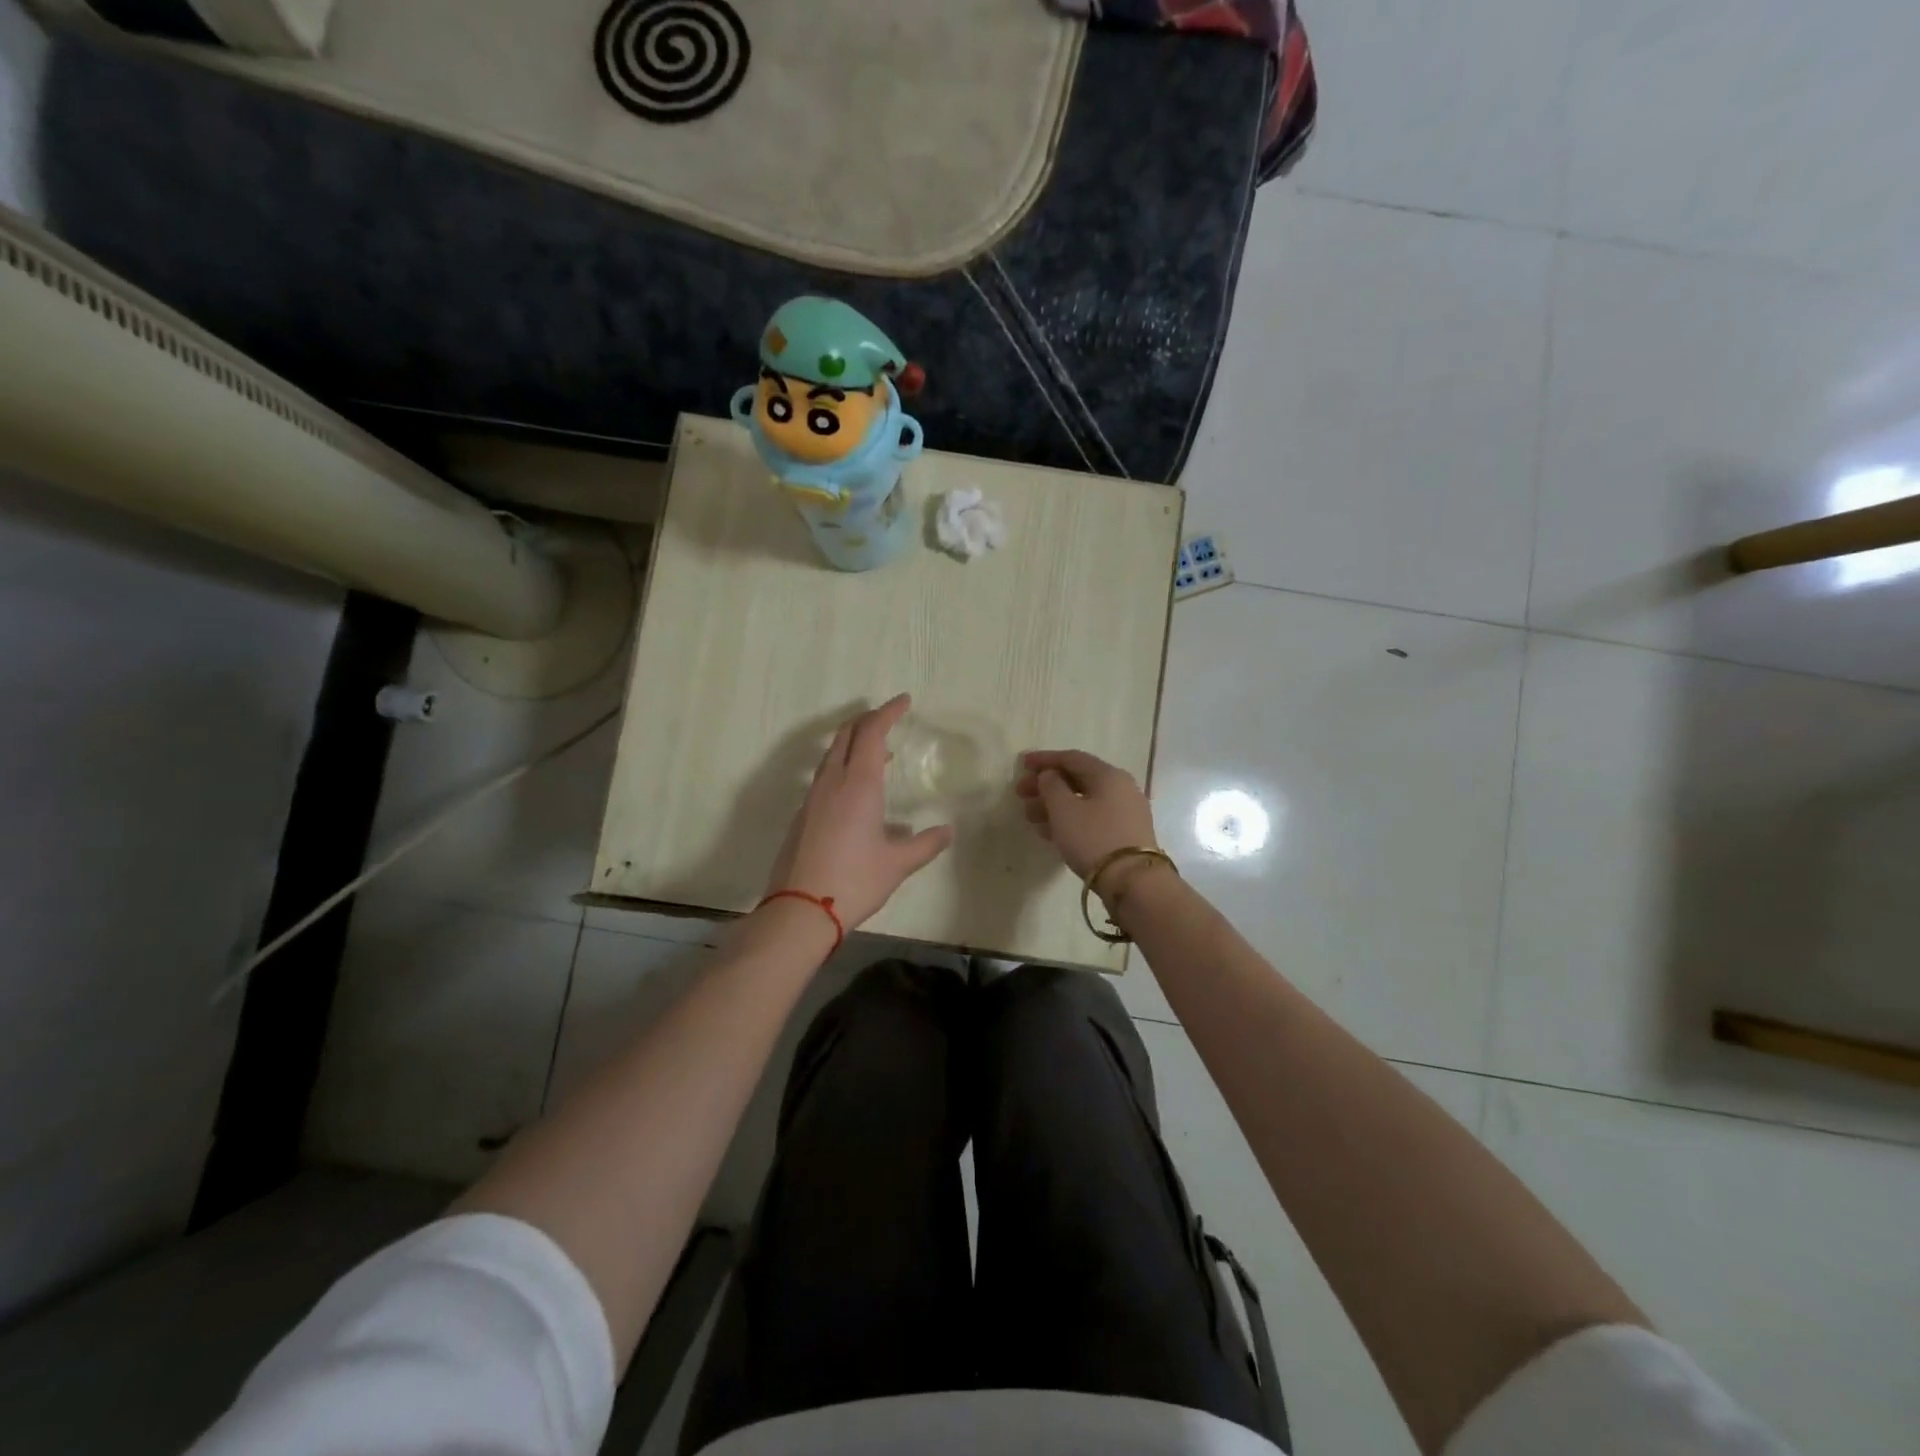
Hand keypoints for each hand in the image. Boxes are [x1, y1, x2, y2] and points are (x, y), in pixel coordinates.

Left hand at [766, 695, 953, 929]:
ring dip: (853, 742)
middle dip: (867, 719)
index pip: (872, 732)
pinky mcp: (803, 815)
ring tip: (877, 752)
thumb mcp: (898, 864)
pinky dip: (842, 765)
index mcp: (858, 784)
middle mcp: (832, 782)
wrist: (800, 909)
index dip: (888, 712)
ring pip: (831, 754)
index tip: (904, 701)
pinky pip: (824, 775)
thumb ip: (925, 844)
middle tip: (888, 717)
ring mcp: (812, 797)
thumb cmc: (854, 881)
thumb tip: (947, 831)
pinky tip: (856, 790)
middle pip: (846, 734)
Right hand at [1015, 749, 1158, 882]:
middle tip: (1021, 795)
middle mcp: (1121, 788)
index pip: (1072, 758)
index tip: (1021, 764)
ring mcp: (1126, 813)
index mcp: (1109, 775)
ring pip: (1083, 801)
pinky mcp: (1125, 835)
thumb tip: (1050, 775)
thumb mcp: (1064, 809)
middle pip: (1077, 779)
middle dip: (1046, 786)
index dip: (1044, 759)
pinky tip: (1049, 832)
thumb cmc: (1093, 838)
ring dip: (1054, 806)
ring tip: (1030, 817)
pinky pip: (1092, 819)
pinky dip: (1069, 820)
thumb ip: (1051, 785)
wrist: (1133, 882)